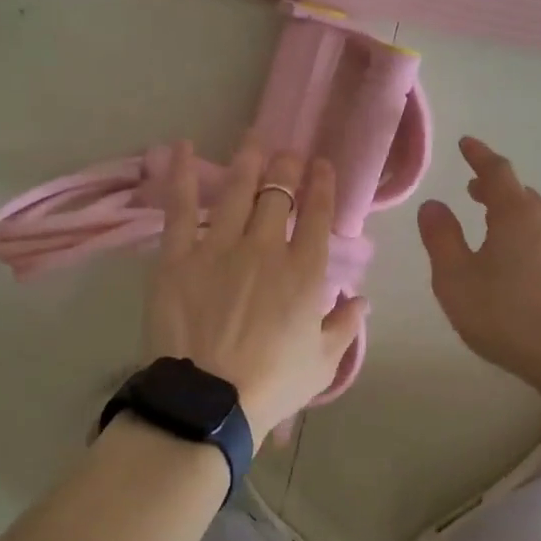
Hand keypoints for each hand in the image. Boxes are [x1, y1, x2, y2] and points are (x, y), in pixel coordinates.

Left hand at [145, 137, 366, 448]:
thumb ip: (345, 326)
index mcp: (304, 272)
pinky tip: (184, 147)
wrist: (209, 401)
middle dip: (287, 166)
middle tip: (288, 153)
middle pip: (278, 194)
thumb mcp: (323, 363)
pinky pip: (180, 208)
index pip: (317, 214)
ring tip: (254, 139)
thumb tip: (362, 299)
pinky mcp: (179, 256)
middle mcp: (265, 248)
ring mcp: (219, 247)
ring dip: (248, 161)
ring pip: (237, 190)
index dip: (322, 185)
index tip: (322, 166)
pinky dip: (182, 175)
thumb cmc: (272, 385)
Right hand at [417, 136, 540, 388]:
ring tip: (495, 230)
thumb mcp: (456, 279)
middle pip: (521, 195)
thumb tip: (433, 205)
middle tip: (474, 192)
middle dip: (496, 190)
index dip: (480, 156)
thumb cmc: (507, 315)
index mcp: (518, 214)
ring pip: (539, 219)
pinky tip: (523, 266)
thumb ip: (441, 238)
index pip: (497, 171)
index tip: (467, 144)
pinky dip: (532, 239)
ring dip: (515, 216)